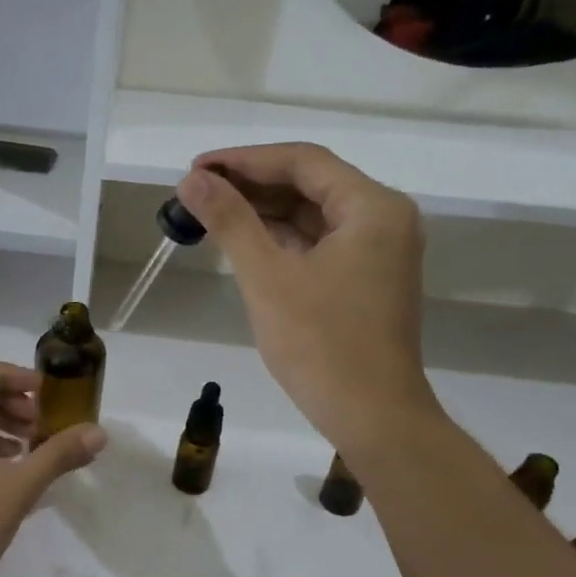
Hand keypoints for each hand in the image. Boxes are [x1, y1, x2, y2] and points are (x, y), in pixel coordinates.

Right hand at [176, 143, 439, 456]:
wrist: (372, 417)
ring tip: (208, 213)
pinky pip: (318, 243)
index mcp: (372, 207)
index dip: (244, 160)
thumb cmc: (321, 345)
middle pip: (310, 184)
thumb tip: (191, 179)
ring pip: (312, 215)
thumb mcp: (267, 277)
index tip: (196, 169)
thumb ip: (230, 221)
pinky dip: (280, 239)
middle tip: (195, 192)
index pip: (303, 162)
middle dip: (251, 185)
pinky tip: (241, 241)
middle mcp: (383, 219)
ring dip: (262, 212)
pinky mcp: (366, 279)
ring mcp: (378, 251)